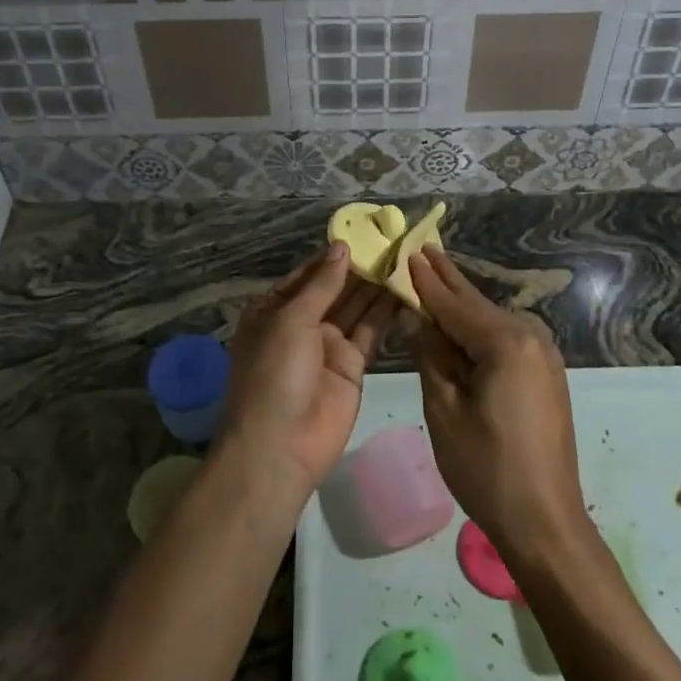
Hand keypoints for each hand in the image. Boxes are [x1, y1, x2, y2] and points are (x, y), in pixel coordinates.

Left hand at [220, 244, 398, 498]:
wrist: (280, 446)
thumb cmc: (274, 374)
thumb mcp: (291, 321)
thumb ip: (322, 285)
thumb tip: (341, 246)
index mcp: (274, 310)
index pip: (308, 274)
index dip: (334, 256)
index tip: (365, 233)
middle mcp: (301, 324)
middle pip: (335, 289)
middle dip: (360, 268)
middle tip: (394, 242)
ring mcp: (328, 345)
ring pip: (356, 308)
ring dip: (377, 286)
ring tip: (406, 258)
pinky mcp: (352, 365)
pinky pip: (370, 332)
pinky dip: (386, 313)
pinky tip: (406, 290)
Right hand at [408, 248, 586, 563]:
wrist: (544, 520)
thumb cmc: (485, 467)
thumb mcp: (444, 408)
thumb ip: (431, 353)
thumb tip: (415, 314)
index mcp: (506, 341)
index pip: (454, 302)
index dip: (426, 279)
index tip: (407, 250)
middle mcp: (531, 336)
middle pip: (477, 304)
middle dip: (447, 280)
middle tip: (422, 249)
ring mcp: (544, 354)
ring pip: (491, 320)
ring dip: (462, 304)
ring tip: (433, 277)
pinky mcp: (546, 373)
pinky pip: (505, 339)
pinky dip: (479, 328)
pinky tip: (459, 322)